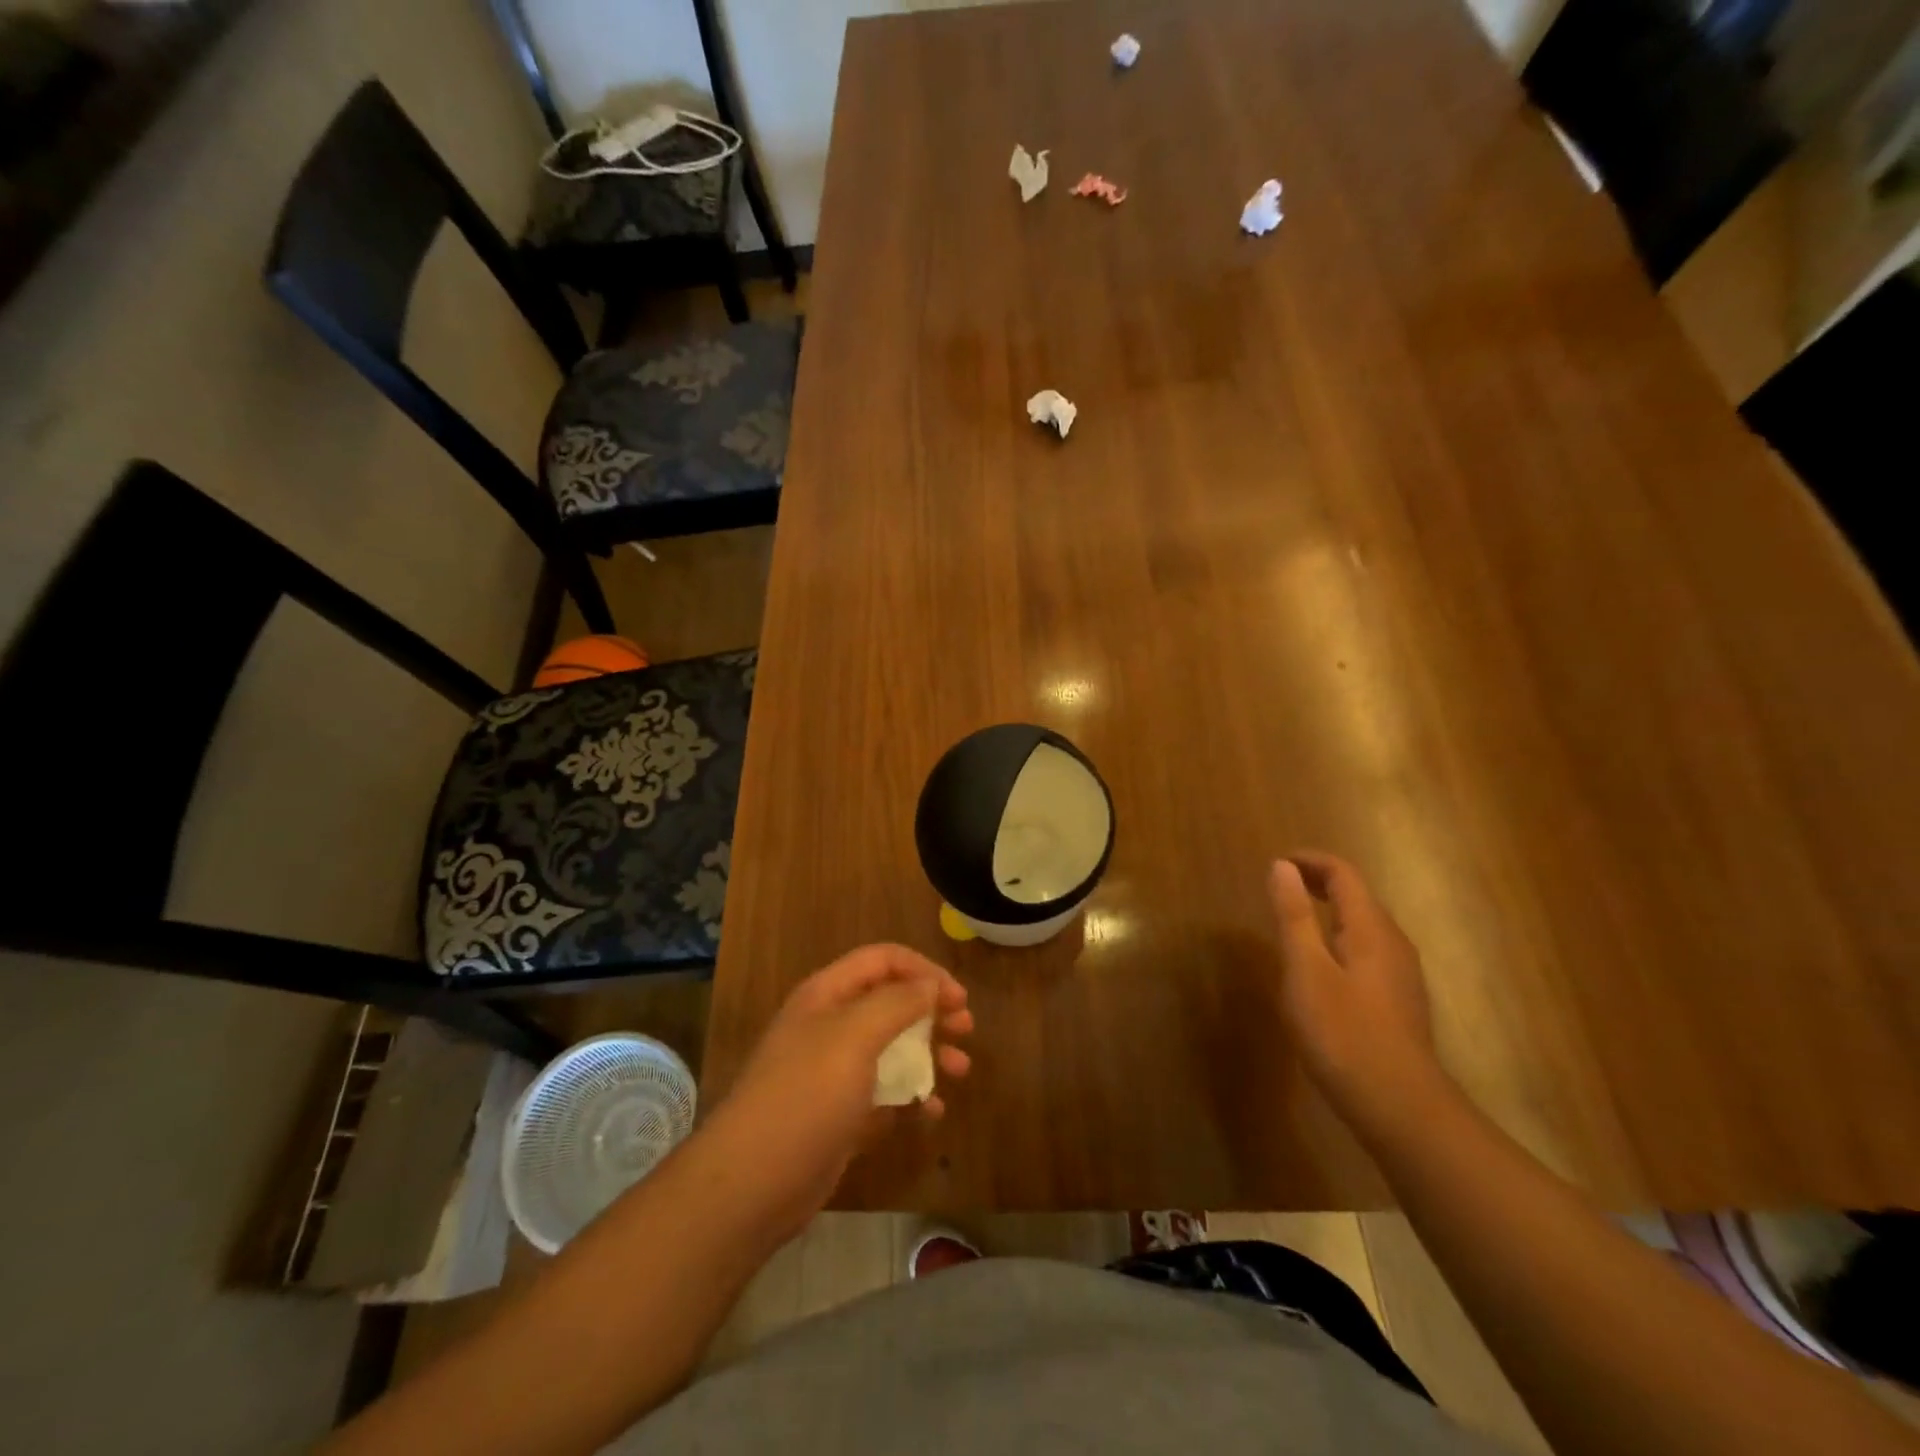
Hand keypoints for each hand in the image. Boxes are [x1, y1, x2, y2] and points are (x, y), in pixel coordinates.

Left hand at [709, 944, 971, 1237]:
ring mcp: (834, 1072)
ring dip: (928, 1053)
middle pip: (890, 1002)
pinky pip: (884, 1093)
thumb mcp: (854, 1036)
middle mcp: (830, 1025)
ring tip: (960, 1070)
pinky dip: (911, 1096)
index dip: (923, 970)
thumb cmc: (807, 1095)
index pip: (882, 960)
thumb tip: (930, 983)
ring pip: (891, 1048)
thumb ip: (896, 1002)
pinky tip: (932, 1110)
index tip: (958, 997)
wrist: (753, 1183)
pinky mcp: (840, 1114)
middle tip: (965, 1028)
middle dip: (931, 1010)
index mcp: (828, 995)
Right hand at [1268, 851, 1444, 1133]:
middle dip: (1318, 882)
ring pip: (1363, 925)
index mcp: (1372, 930)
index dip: (1310, 861)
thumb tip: (1282, 866)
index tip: (1276, 863)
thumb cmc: (1344, 1034)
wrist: (1400, 1108)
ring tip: (1292, 919)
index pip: (1344, 874)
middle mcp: (1393, 944)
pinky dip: (1338, 937)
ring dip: (1328, 910)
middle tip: (1279, 886)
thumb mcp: (1306, 970)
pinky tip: (1319, 965)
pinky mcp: (1397, 1001)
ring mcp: (1400, 975)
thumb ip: (1294, 916)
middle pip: (1357, 896)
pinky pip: (1366, 950)